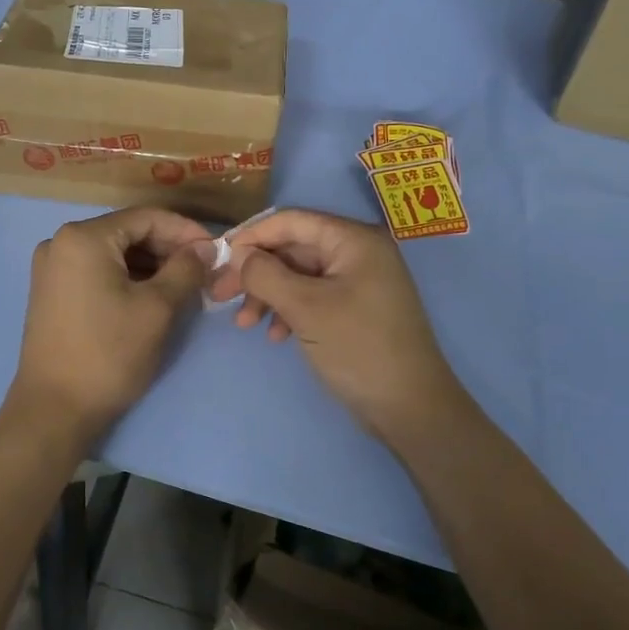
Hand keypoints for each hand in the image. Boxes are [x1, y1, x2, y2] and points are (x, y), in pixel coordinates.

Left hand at [8, 207, 213, 437]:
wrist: (54, 409)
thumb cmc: (109, 353)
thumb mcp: (157, 308)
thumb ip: (186, 269)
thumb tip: (205, 248)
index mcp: (83, 237)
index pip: (146, 217)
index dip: (185, 230)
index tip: (217, 250)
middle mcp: (60, 242)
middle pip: (127, 232)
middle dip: (168, 249)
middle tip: (204, 270)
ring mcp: (52, 268)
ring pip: (113, 254)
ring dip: (150, 265)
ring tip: (185, 285)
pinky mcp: (51, 292)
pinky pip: (97, 271)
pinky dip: (127, 278)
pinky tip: (153, 295)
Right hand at [213, 208, 460, 448]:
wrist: (410, 408)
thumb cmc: (358, 348)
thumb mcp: (305, 307)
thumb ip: (265, 275)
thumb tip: (236, 254)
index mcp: (353, 240)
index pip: (291, 221)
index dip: (251, 236)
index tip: (218, 260)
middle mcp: (358, 252)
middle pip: (292, 248)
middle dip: (256, 272)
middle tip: (220, 296)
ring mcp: (358, 281)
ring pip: (298, 275)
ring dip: (268, 295)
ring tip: (244, 324)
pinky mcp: (355, 308)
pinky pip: (312, 297)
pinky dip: (288, 311)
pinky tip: (275, 336)